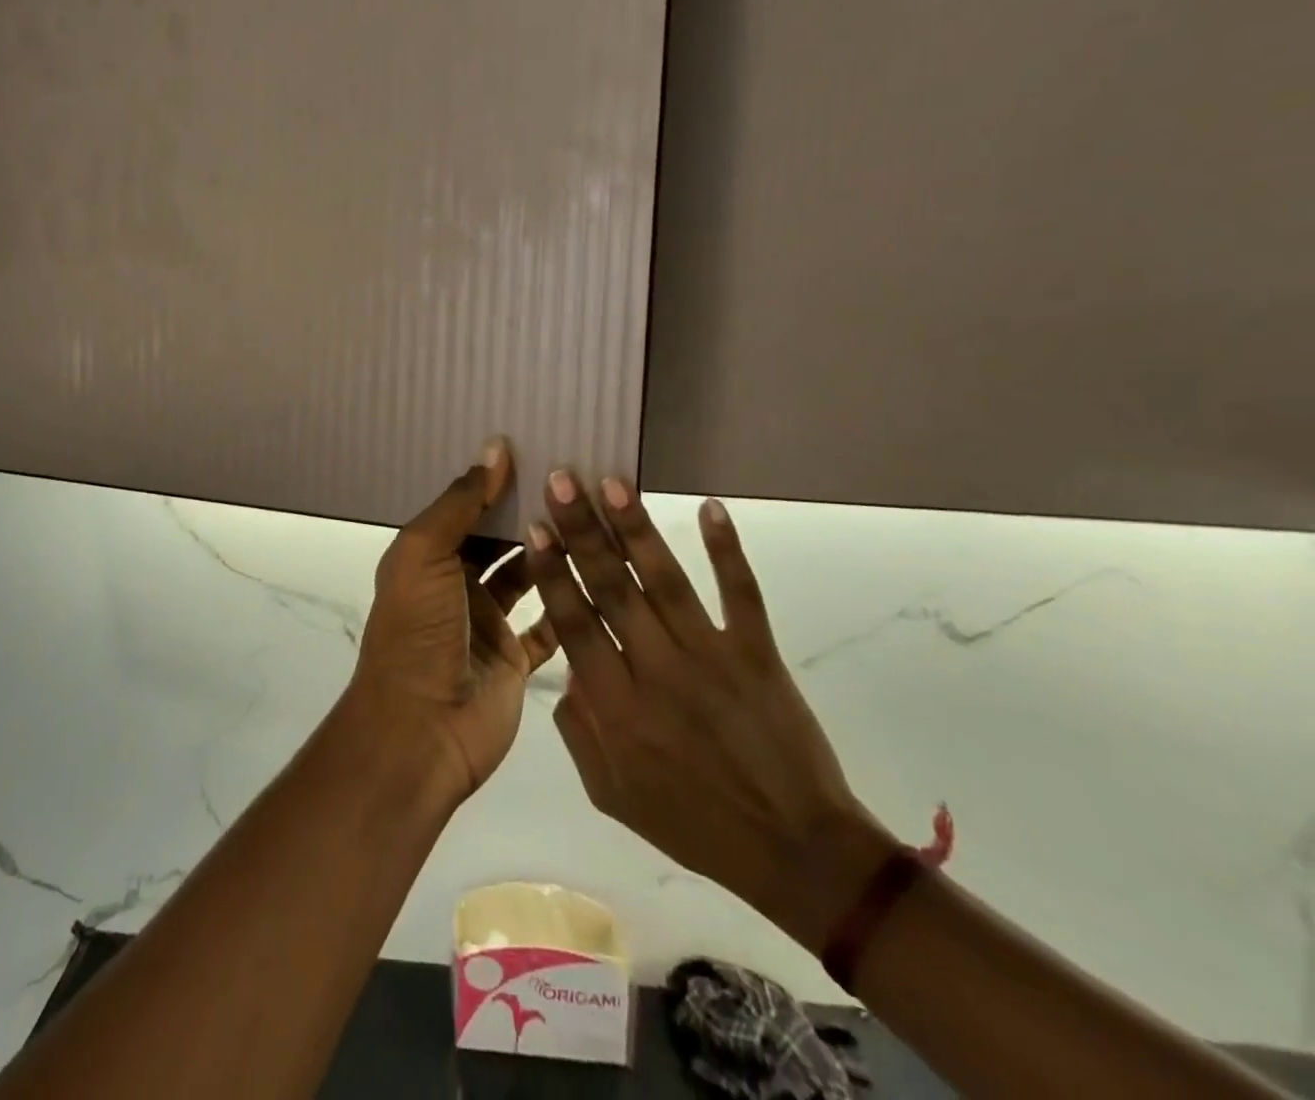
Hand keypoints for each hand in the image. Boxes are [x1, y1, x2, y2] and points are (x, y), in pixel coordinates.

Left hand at [345, 441, 559, 804]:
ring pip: (526, 577)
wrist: (420, 730)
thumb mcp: (424, 555)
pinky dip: (567, 604)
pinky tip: (600, 573)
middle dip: (528, 512)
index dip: (495, 482)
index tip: (538, 449)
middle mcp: (456, 584)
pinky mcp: (514, 659)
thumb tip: (494, 448)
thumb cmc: (417, 631)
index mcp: (427, 556)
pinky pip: (547, 626)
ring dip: (552, 552)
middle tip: (576, 478)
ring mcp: (486, 623)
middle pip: (497, 539)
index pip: (465, 508)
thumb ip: (460, 504)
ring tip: (593, 516)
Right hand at [528, 474, 886, 946]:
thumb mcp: (611, 793)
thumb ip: (578, 726)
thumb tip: (566, 664)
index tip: (536, 527)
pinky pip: (742, 595)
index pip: (574, 623)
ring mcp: (712, 658)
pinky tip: (712, 507)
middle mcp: (658, 671)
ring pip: (666, 581)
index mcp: (617, 707)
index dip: (553, 572)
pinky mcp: (759, 655)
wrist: (796, 853)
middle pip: (613, 588)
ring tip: (613, 481)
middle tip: (562, 480)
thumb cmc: (693, 823)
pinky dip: (728, 551)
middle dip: (583, 530)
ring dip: (638, 528)